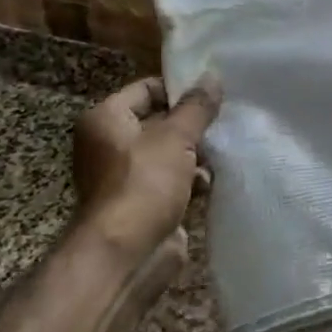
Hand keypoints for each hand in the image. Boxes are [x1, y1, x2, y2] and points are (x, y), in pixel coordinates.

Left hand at [71, 76, 221, 272]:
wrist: (126, 255)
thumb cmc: (145, 183)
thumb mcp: (176, 137)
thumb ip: (197, 107)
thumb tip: (212, 76)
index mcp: (106, 120)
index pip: (146, 89)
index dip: (179, 89)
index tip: (213, 93)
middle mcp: (110, 145)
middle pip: (160, 122)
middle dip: (192, 125)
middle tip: (225, 120)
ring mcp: (126, 177)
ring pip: (170, 154)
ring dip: (196, 155)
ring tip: (223, 152)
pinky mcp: (143, 204)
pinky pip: (173, 182)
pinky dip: (191, 181)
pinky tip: (210, 183)